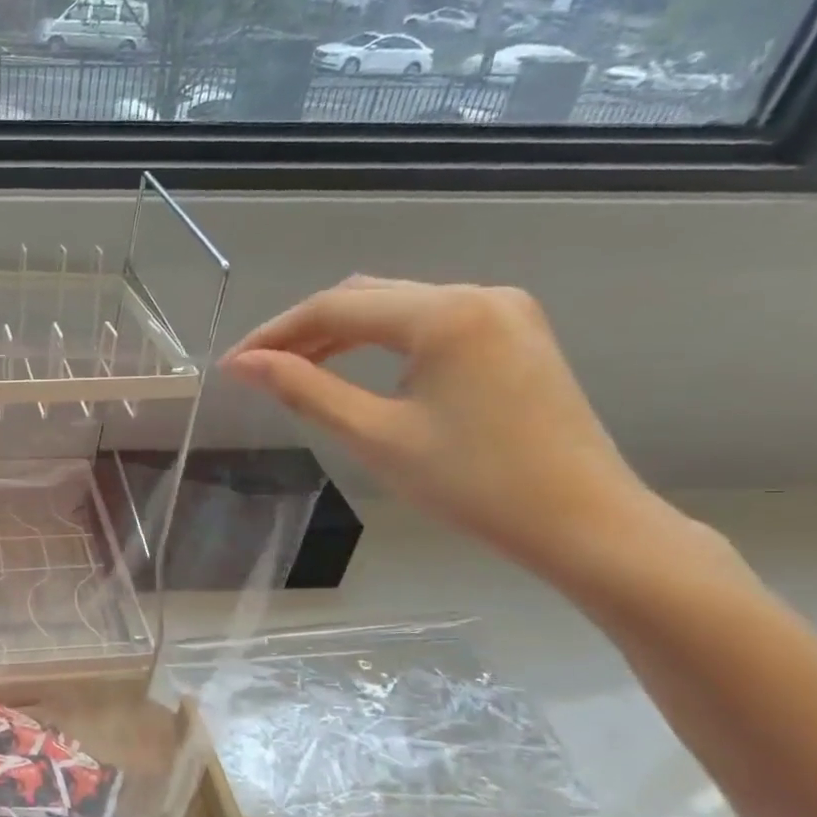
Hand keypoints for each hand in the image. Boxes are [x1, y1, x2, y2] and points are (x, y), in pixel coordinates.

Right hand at [221, 277, 655, 573]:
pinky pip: (429, 322)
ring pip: (397, 306)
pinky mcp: (515, 333)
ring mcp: (503, 310)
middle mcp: (477, 294)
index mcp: (445, 314)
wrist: (582, 522)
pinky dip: (382, 340)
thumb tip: (244, 364)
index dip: (274, 333)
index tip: (233, 365)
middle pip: (366, 296)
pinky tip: (354, 367)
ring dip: (341, 333)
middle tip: (258, 368)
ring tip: (294, 369)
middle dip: (305, 329)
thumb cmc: (472, 484)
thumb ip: (305, 390)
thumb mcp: (375, 436)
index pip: (335, 306)